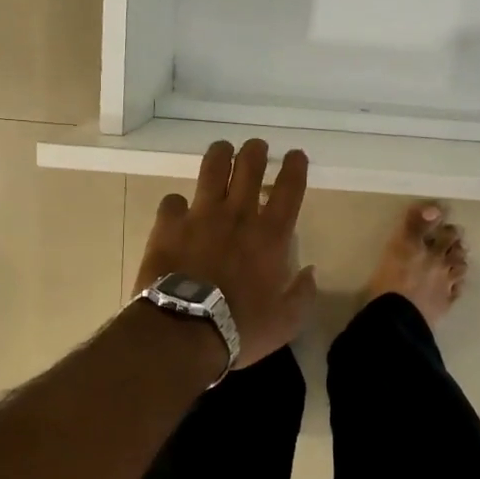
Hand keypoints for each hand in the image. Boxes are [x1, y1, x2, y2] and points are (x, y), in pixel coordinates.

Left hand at [133, 139, 318, 368]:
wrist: (185, 330)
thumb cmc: (240, 328)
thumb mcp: (286, 322)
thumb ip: (302, 294)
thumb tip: (310, 272)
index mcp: (271, 235)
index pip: (290, 188)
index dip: (295, 167)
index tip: (295, 155)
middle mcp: (238, 215)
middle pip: (250, 166)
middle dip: (255, 151)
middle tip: (256, 148)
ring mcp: (201, 215)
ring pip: (213, 168)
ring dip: (220, 155)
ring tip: (222, 151)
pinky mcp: (169, 224)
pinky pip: (173, 200)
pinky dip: (177, 203)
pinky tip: (178, 209)